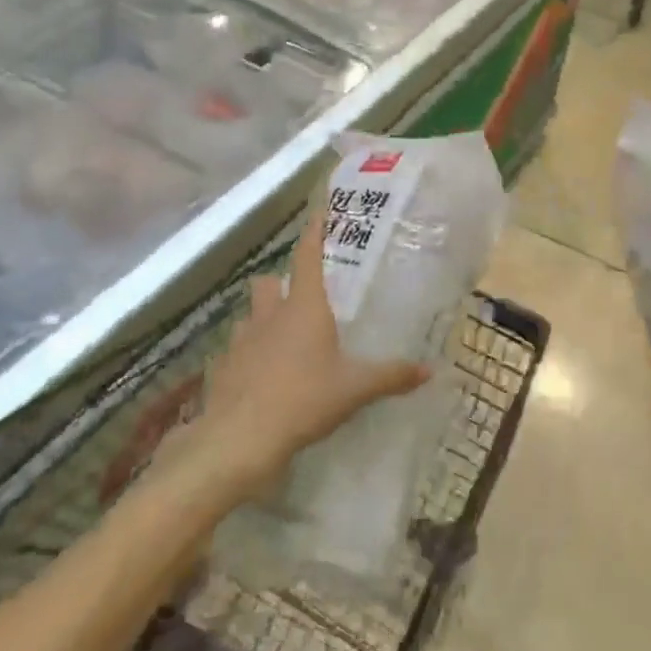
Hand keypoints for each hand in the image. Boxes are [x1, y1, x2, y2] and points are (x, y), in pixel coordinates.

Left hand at [186, 208, 428, 495]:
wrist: (240, 439)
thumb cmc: (304, 399)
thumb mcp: (355, 389)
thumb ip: (391, 376)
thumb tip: (428, 370)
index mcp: (305, 308)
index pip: (308, 257)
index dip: (314, 233)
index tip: (319, 212)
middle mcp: (269, 315)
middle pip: (268, 283)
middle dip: (280, 284)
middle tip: (298, 300)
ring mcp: (240, 341)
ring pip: (249, 317)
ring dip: (262, 322)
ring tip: (279, 342)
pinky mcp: (221, 368)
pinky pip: (234, 353)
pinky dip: (246, 358)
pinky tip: (258, 379)